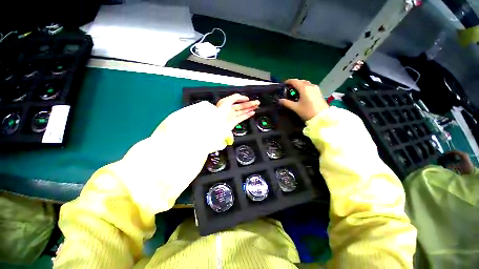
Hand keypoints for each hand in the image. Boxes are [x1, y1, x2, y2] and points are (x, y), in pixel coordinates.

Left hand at [216, 93, 259, 129]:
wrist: (218, 124)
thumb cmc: (219, 112)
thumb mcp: (227, 101)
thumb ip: (235, 97)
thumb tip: (242, 97)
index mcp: (226, 103)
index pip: (236, 100)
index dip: (242, 99)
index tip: (248, 99)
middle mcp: (229, 110)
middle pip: (241, 106)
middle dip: (249, 104)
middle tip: (256, 102)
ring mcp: (232, 116)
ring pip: (242, 111)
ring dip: (249, 109)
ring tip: (256, 106)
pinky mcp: (234, 122)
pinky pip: (242, 117)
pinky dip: (247, 115)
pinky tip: (252, 113)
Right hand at [279, 79, 328, 120]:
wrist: (322, 117)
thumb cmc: (307, 111)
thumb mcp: (295, 107)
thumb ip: (287, 103)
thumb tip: (280, 100)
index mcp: (304, 88)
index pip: (294, 81)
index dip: (288, 81)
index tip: (283, 84)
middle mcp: (310, 86)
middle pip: (300, 81)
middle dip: (294, 83)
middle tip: (288, 89)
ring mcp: (315, 88)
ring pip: (306, 83)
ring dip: (300, 85)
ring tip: (295, 91)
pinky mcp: (318, 92)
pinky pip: (310, 86)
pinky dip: (305, 87)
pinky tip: (302, 94)